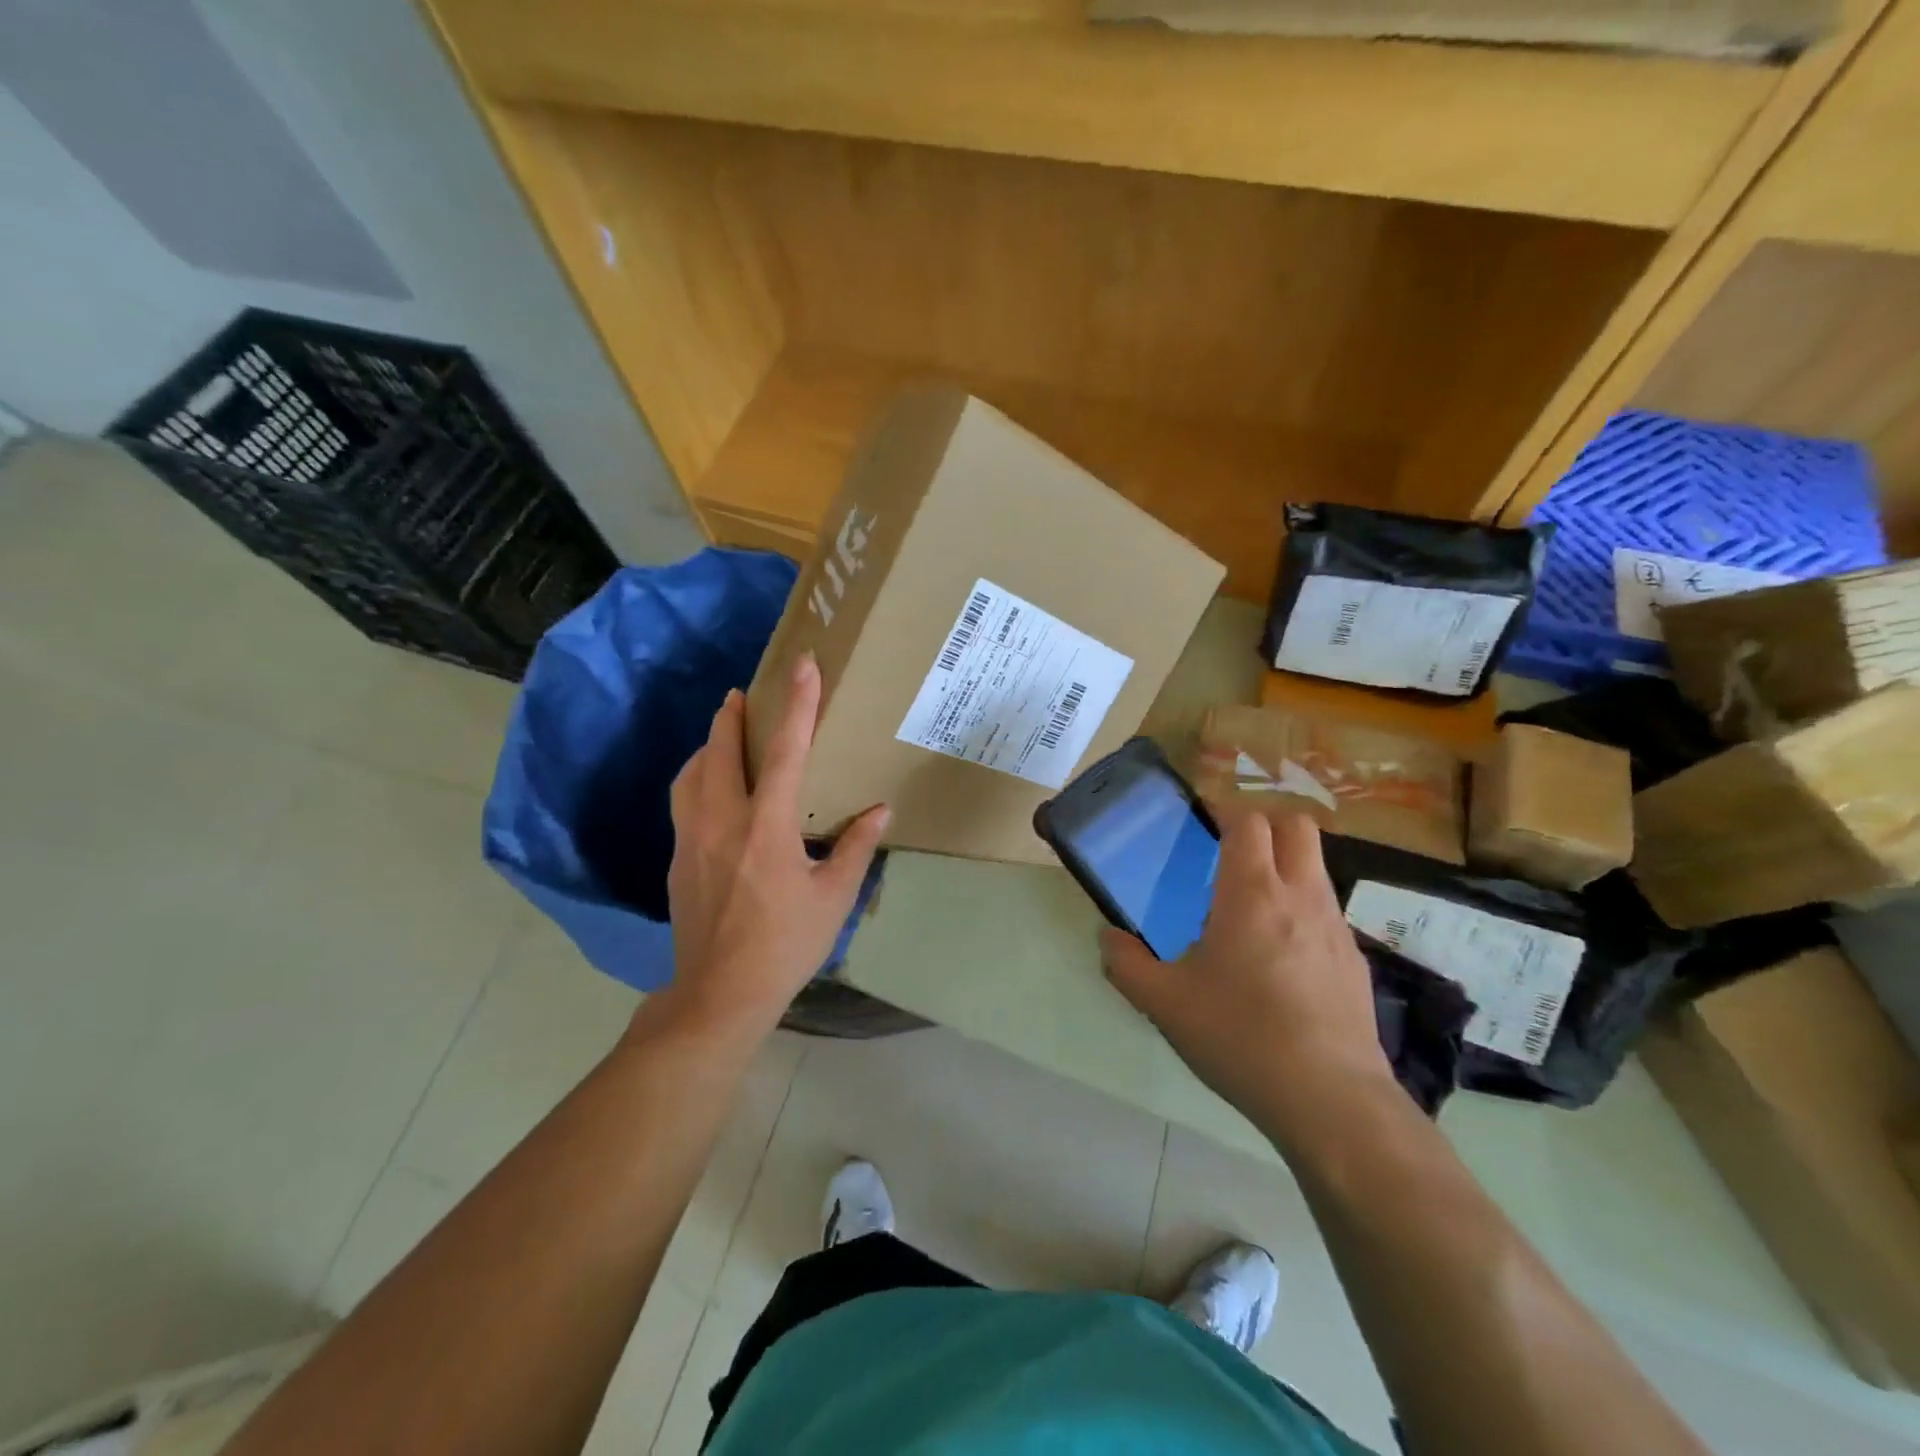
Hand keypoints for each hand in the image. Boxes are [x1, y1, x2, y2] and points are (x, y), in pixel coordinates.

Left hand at [652, 653, 888, 1042]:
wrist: (720, 994)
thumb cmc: (785, 944)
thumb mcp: (834, 898)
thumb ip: (856, 848)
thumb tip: (880, 810)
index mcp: (767, 827)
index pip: (785, 752)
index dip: (798, 706)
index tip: (802, 667)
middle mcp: (723, 821)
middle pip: (720, 750)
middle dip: (733, 715)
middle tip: (745, 693)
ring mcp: (692, 839)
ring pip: (692, 773)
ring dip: (709, 745)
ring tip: (724, 734)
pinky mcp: (677, 859)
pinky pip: (683, 801)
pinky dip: (697, 778)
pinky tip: (711, 789)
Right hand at [1100, 812, 1394, 1144]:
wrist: (1330, 1100)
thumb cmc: (1240, 1036)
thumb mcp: (1164, 1003)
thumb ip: (1125, 964)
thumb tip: (1107, 939)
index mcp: (1251, 893)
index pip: (1249, 820)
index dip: (1225, 810)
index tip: (1203, 821)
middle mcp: (1300, 896)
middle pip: (1298, 825)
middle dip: (1266, 822)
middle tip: (1232, 848)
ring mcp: (1335, 927)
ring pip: (1317, 866)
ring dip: (1287, 864)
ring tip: (1252, 902)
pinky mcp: (1354, 960)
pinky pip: (1327, 911)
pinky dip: (1303, 908)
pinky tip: (1281, 955)